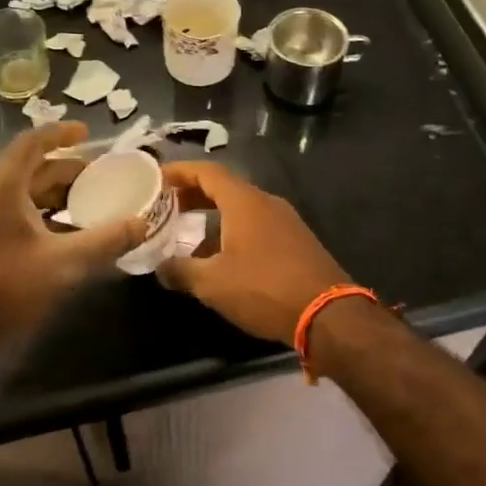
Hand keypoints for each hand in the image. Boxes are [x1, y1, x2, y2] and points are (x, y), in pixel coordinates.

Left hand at [0, 123, 145, 349]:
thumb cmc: (4, 288)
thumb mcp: (64, 264)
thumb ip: (106, 240)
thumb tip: (142, 223)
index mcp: (2, 186)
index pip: (32, 143)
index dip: (61, 134)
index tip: (88, 135)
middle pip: (30, 168)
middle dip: (67, 170)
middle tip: (101, 178)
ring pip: (22, 192)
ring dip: (55, 195)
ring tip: (90, 205)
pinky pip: (13, 211)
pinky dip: (41, 214)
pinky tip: (66, 234)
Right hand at [157, 162, 348, 343]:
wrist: (328, 314)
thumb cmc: (265, 289)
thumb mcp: (213, 284)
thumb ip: (181, 271)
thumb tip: (159, 267)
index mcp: (244, 201)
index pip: (207, 171)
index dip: (179, 171)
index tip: (157, 178)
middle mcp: (266, 202)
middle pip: (224, 187)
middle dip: (193, 194)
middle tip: (166, 206)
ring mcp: (285, 220)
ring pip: (241, 207)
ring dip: (213, 214)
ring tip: (187, 233)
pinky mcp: (296, 240)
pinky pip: (257, 224)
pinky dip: (233, 229)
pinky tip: (222, 256)